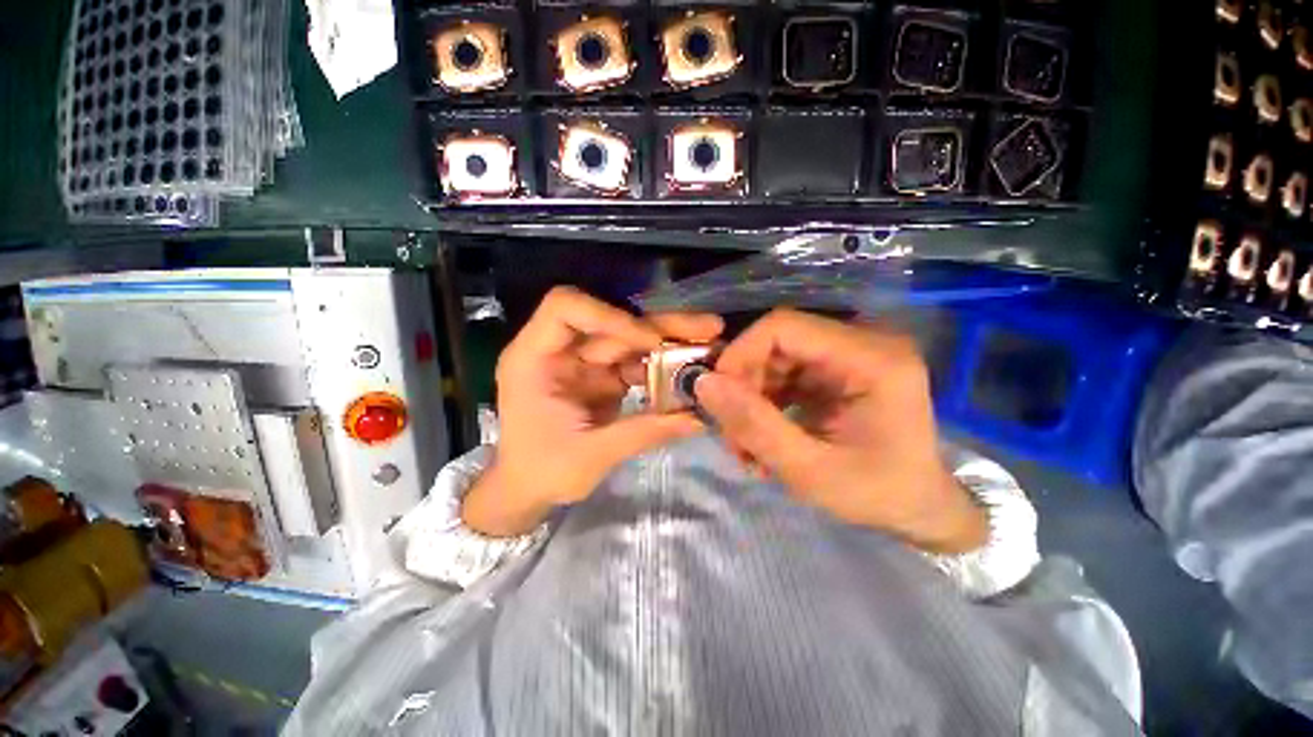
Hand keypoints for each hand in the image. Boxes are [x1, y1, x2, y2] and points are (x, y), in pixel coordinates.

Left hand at [462, 287, 722, 536]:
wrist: (528, 489)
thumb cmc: (542, 472)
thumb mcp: (591, 455)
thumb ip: (644, 432)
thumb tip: (699, 419)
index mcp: (534, 358)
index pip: (566, 309)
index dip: (609, 315)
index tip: (649, 341)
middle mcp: (560, 350)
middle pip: (613, 321)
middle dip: (661, 325)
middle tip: (709, 327)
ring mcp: (584, 362)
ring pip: (631, 339)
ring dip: (671, 343)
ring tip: (712, 346)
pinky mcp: (603, 376)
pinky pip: (638, 363)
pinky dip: (664, 368)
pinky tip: (692, 373)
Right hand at [694, 308, 987, 553]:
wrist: (919, 507)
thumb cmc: (878, 493)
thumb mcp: (810, 470)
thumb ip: (755, 426)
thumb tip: (704, 384)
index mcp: (872, 358)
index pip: (784, 326)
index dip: (740, 354)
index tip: (717, 396)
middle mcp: (864, 341)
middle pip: (777, 341)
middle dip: (744, 384)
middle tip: (733, 433)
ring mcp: (851, 353)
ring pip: (775, 357)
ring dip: (751, 396)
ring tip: (746, 443)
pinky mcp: (838, 368)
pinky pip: (785, 371)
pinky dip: (765, 401)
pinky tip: (762, 434)